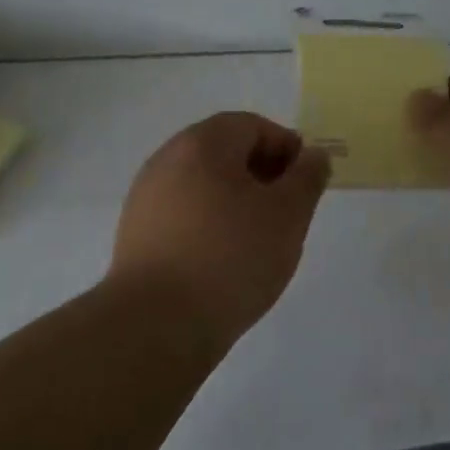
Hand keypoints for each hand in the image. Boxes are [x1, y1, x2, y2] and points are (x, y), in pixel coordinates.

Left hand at [108, 112, 331, 339]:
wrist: (156, 323)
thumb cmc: (231, 257)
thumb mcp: (288, 215)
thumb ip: (307, 178)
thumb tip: (313, 155)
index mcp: (202, 143)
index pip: (252, 126)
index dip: (286, 148)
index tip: (305, 184)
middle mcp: (167, 159)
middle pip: (224, 152)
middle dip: (261, 174)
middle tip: (287, 211)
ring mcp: (145, 197)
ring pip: (203, 184)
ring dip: (235, 200)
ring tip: (258, 240)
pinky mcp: (135, 233)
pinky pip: (183, 214)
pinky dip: (209, 224)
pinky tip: (224, 260)